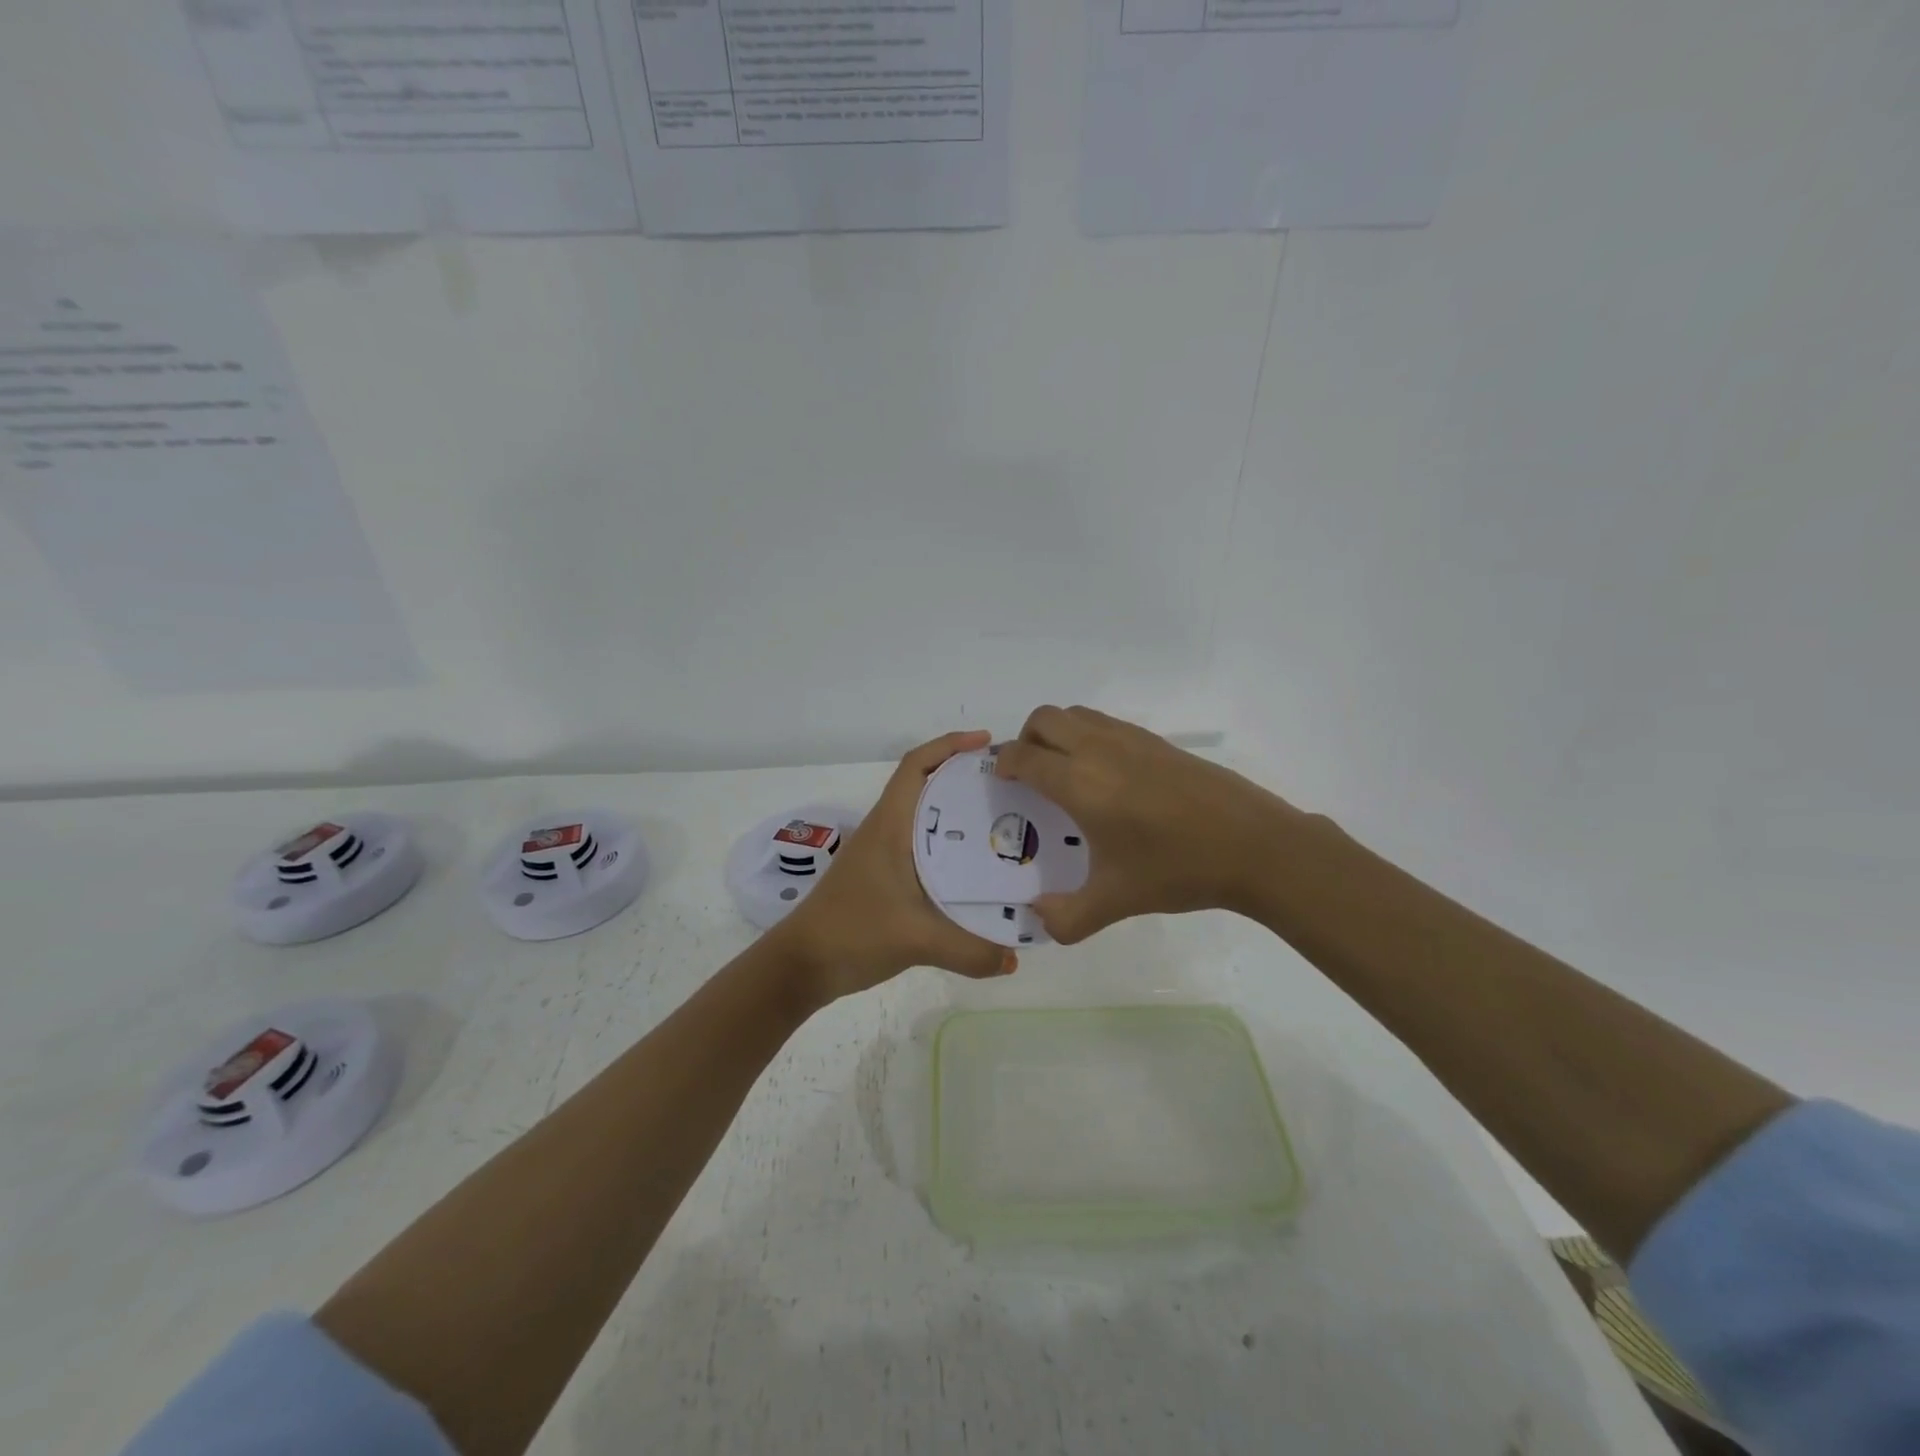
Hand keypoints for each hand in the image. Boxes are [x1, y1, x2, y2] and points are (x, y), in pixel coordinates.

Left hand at [772, 730, 1017, 1006]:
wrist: (802, 965)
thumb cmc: (853, 932)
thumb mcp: (916, 940)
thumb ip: (970, 951)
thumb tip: (1015, 959)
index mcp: (890, 825)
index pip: (916, 765)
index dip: (950, 745)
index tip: (987, 743)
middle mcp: (886, 830)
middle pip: (926, 785)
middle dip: (965, 777)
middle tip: (1010, 786)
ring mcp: (882, 854)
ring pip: (925, 817)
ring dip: (957, 811)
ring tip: (1002, 821)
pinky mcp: (883, 877)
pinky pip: (922, 846)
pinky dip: (949, 844)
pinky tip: (974, 867)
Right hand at [994, 706, 1301, 943]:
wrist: (1253, 845)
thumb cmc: (1177, 869)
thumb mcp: (1116, 901)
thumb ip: (1067, 917)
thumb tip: (1038, 918)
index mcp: (1080, 783)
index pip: (1024, 757)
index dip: (1004, 765)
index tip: (1001, 782)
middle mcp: (1099, 749)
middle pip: (1044, 719)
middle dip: (1024, 740)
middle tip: (1029, 775)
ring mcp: (1131, 740)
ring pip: (1076, 714)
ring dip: (1056, 733)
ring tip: (1064, 772)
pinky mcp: (1158, 742)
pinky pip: (1105, 723)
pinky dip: (1088, 735)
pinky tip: (1106, 777)